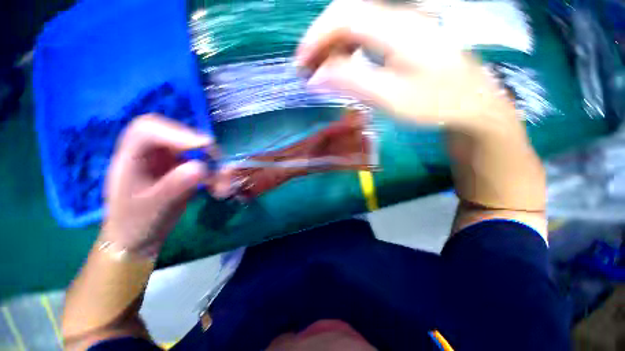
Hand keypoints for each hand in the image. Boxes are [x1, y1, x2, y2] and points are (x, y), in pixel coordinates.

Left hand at [101, 115, 211, 257]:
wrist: (138, 237)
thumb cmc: (137, 223)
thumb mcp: (155, 207)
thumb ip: (176, 185)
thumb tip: (203, 167)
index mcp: (130, 158)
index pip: (146, 130)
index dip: (176, 132)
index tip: (204, 146)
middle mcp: (146, 153)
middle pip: (170, 131)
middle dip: (196, 142)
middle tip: (216, 157)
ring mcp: (163, 160)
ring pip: (188, 145)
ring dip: (209, 158)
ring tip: (220, 178)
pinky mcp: (177, 168)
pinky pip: (198, 161)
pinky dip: (211, 170)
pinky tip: (215, 185)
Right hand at [296, 0, 515, 132]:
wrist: (470, 103)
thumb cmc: (434, 105)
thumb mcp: (390, 98)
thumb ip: (352, 82)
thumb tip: (316, 76)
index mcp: (397, 30)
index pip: (344, 17)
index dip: (316, 37)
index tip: (301, 64)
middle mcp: (399, 17)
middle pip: (347, 13)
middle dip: (321, 39)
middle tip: (308, 69)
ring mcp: (402, 23)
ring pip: (355, 21)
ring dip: (332, 43)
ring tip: (321, 69)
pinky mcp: (403, 35)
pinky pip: (366, 32)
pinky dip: (347, 47)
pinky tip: (343, 64)